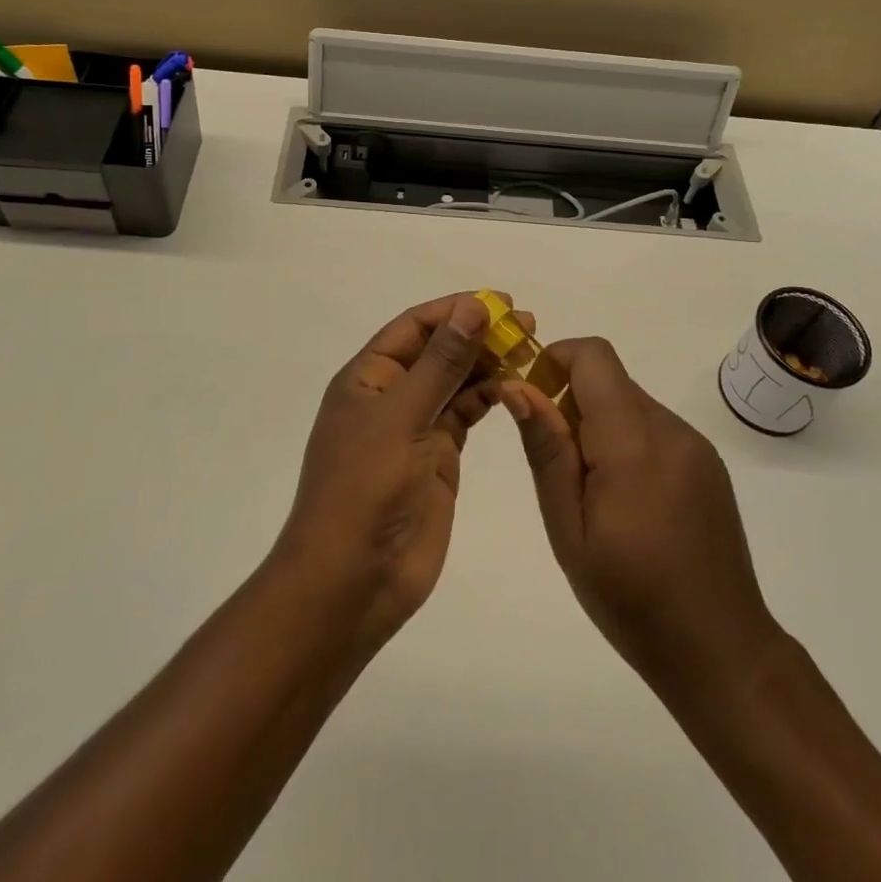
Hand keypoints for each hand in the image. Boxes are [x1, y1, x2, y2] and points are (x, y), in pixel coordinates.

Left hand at [276, 293, 514, 646]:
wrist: (352, 580)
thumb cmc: (364, 488)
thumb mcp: (401, 416)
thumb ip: (441, 363)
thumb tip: (473, 307)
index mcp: (368, 378)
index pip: (414, 327)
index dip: (454, 310)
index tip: (500, 301)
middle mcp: (390, 396)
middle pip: (438, 351)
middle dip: (477, 334)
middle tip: (526, 323)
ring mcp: (415, 428)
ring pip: (455, 383)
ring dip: (487, 364)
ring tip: (528, 349)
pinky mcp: (437, 458)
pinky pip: (465, 416)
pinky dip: (489, 399)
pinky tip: (515, 387)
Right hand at [504, 339, 782, 694]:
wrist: (719, 650)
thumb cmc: (629, 596)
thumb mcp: (568, 527)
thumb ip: (546, 449)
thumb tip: (517, 387)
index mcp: (634, 440)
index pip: (593, 356)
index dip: (555, 361)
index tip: (532, 400)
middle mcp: (670, 428)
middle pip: (611, 380)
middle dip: (571, 400)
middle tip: (555, 465)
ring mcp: (695, 445)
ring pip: (631, 404)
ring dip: (599, 425)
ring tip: (590, 493)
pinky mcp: (707, 464)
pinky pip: (655, 429)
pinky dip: (627, 442)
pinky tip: (626, 501)